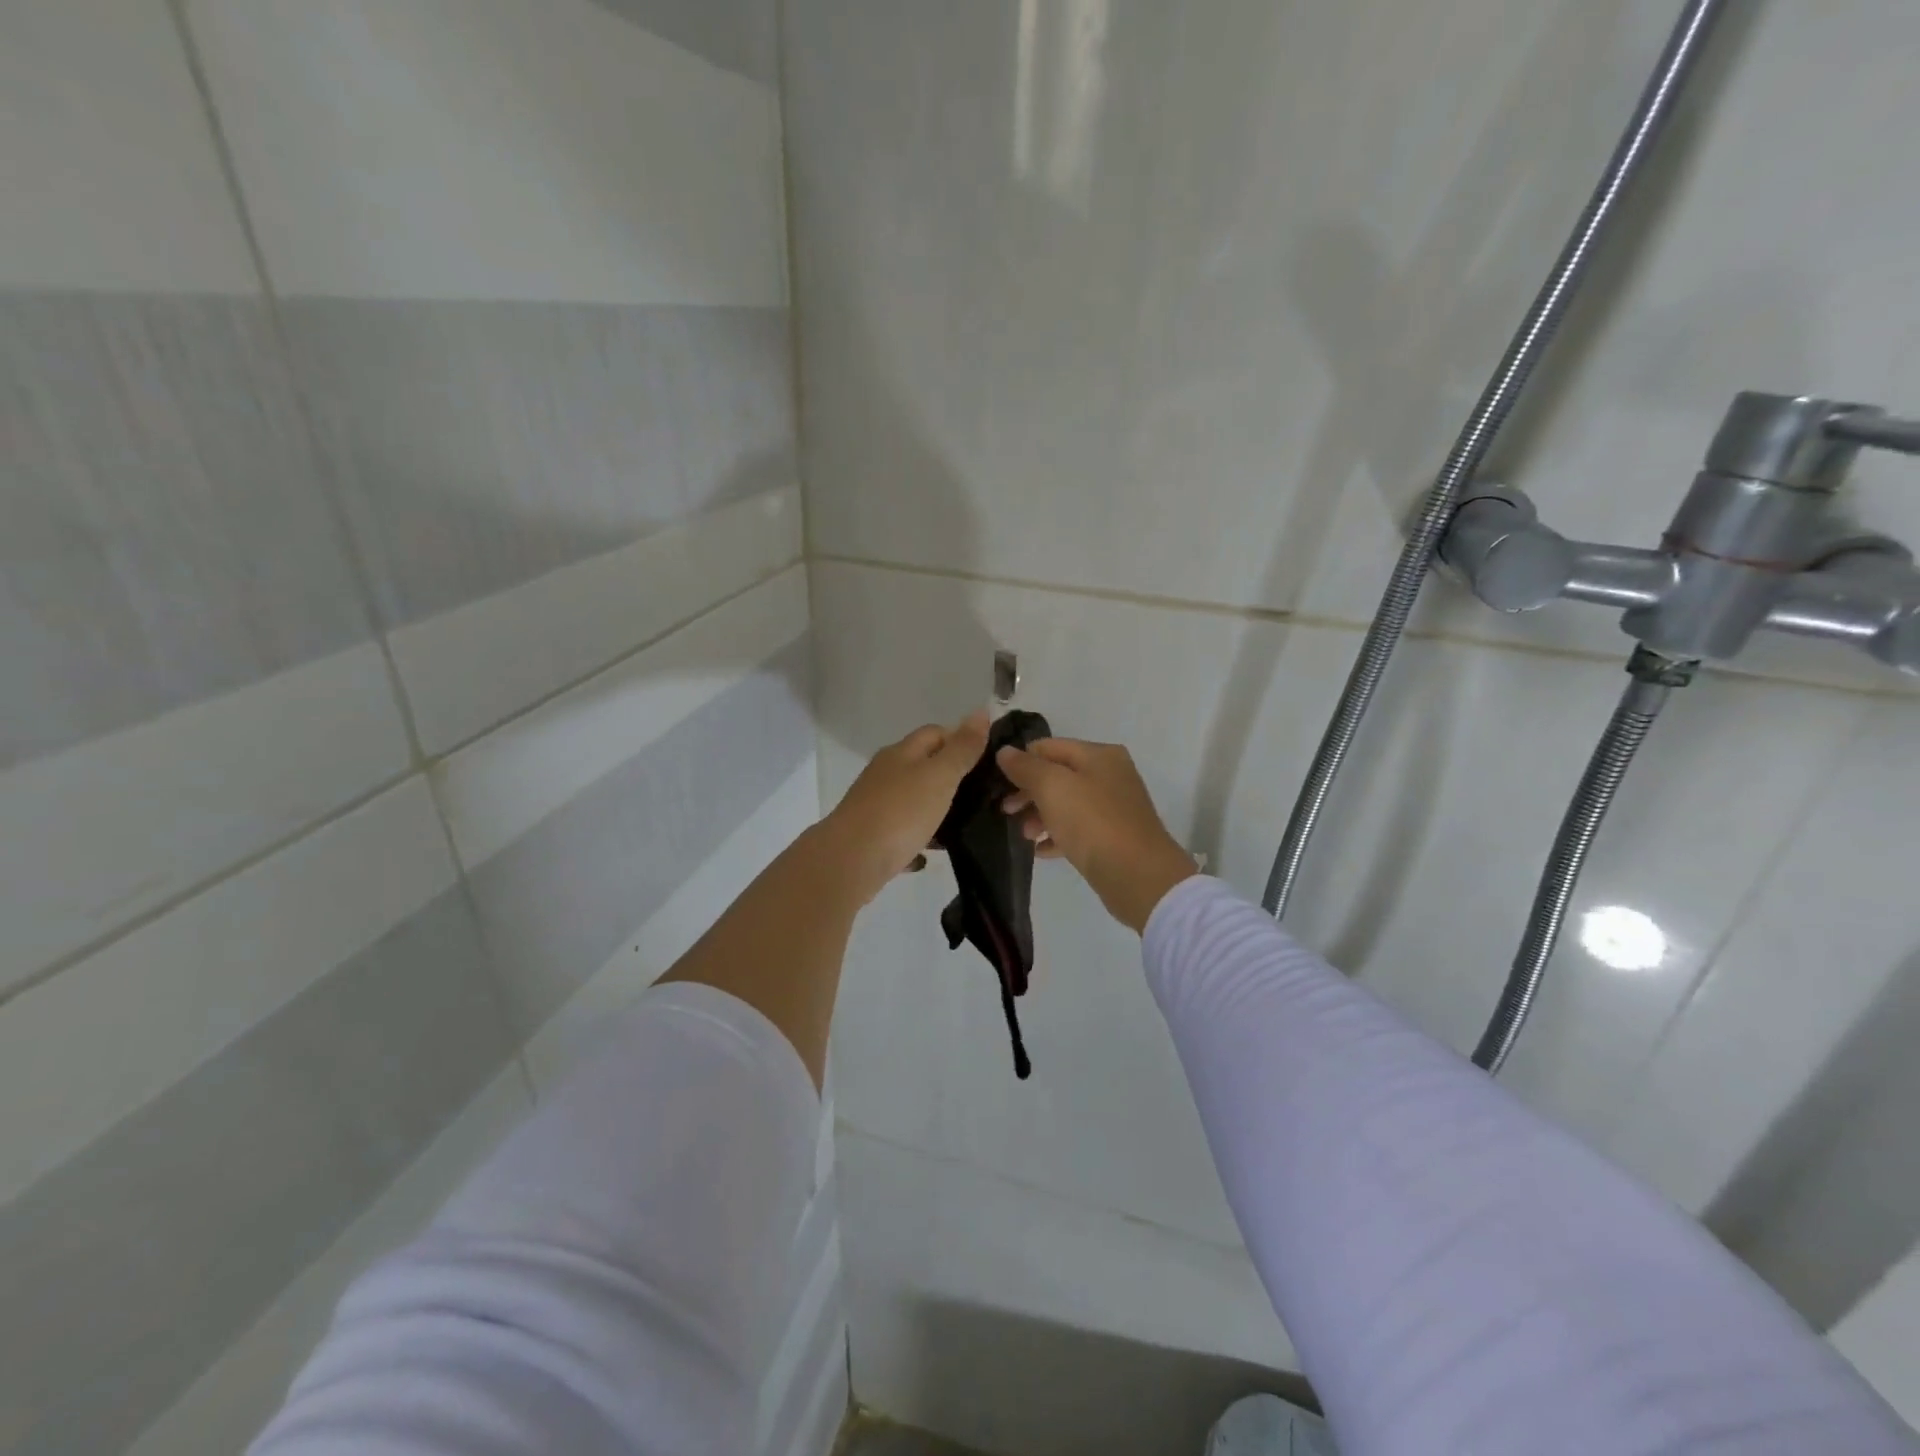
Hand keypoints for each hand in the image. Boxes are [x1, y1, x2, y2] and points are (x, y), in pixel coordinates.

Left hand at [822, 712, 989, 904]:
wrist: (851, 860)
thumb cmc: (900, 811)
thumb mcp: (940, 775)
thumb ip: (962, 748)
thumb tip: (981, 711)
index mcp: (901, 753)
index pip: (935, 732)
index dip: (960, 740)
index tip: (987, 761)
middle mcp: (885, 774)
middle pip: (923, 766)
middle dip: (951, 777)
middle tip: (982, 795)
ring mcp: (875, 805)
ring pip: (912, 801)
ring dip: (935, 811)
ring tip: (964, 826)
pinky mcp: (871, 836)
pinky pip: (902, 833)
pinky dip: (918, 839)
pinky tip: (931, 853)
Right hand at [997, 738, 1197, 933]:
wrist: (1138, 875)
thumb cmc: (1092, 822)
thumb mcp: (1052, 787)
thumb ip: (1026, 767)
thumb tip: (1005, 752)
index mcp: (1099, 755)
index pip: (1049, 747)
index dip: (1021, 761)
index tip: (998, 784)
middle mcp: (1110, 775)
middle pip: (1058, 775)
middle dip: (1029, 792)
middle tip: (1006, 811)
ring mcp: (1114, 807)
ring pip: (1067, 804)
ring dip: (1040, 816)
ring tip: (1025, 836)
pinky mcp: (1114, 836)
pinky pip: (1078, 829)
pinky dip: (1057, 836)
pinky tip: (1041, 851)